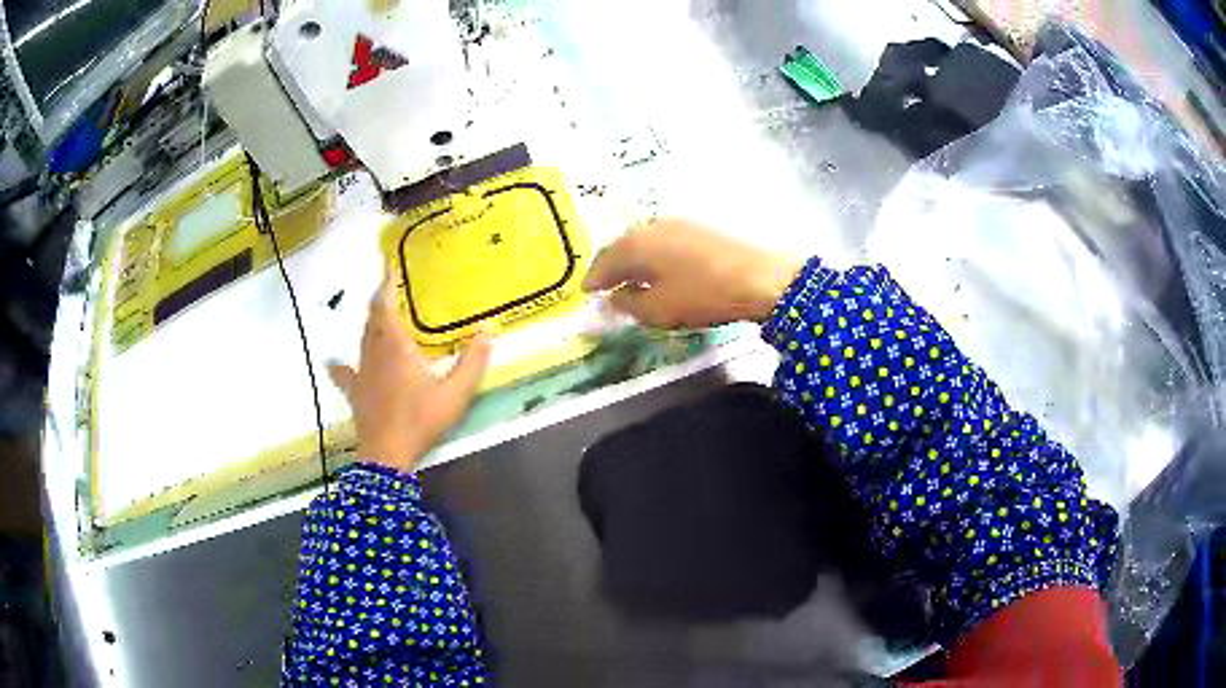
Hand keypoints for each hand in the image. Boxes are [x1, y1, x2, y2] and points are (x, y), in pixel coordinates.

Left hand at [328, 274, 490, 472]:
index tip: (386, 265)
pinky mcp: (355, 392)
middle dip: (379, 301)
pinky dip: (340, 363)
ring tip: (378, 317)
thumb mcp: (455, 394)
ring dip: (369, 325)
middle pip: (372, 319)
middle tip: (387, 289)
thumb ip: (472, 362)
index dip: (385, 284)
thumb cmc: (421, 420)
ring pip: (362, 340)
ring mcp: (361, 373)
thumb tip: (489, 331)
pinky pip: (344, 372)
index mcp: (396, 346)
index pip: (385, 305)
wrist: (387, 454)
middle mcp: (375, 353)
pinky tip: (333, 361)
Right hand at [583, 218, 803, 328]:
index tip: (585, 294)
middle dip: (611, 267)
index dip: (593, 280)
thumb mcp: (659, 309)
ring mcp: (677, 223)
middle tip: (604, 286)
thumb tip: (614, 297)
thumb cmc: (704, 294)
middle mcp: (651, 226)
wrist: (760, 277)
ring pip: (643, 242)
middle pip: (622, 247)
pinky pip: (662, 241)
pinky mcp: (698, 227)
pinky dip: (653, 256)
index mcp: (636, 243)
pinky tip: (659, 269)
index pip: (604, 262)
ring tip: (629, 279)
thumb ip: (628, 303)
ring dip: (633, 260)